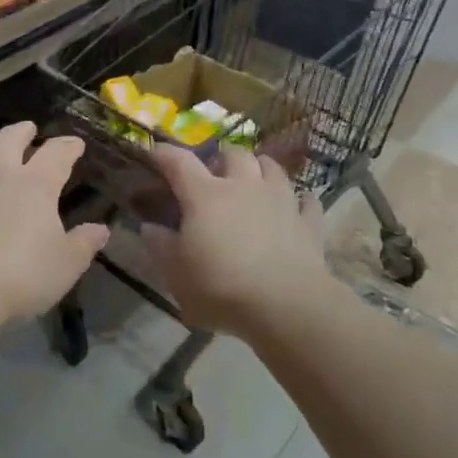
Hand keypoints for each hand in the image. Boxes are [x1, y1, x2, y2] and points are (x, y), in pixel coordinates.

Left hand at [0, 122, 108, 323]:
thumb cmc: (20, 277)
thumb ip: (84, 244)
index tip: (75, 145)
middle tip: (27, 129)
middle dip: (21, 132)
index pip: (57, 155)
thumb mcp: (65, 265)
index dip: (68, 147)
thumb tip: (101, 229)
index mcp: (35, 184)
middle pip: (9, 140)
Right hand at [143, 144, 329, 336]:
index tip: (154, 151)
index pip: (179, 162)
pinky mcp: (308, 222)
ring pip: (272, 167)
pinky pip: (306, 201)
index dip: (164, 153)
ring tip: (252, 178)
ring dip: (259, 168)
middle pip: (233, 153)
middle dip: (221, 157)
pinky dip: (299, 200)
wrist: (286, 305)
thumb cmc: (221, 287)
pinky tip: (296, 205)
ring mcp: (280, 200)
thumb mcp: (176, 274)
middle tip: (213, 171)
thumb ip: (160, 246)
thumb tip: (149, 227)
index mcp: (205, 195)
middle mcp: (243, 186)